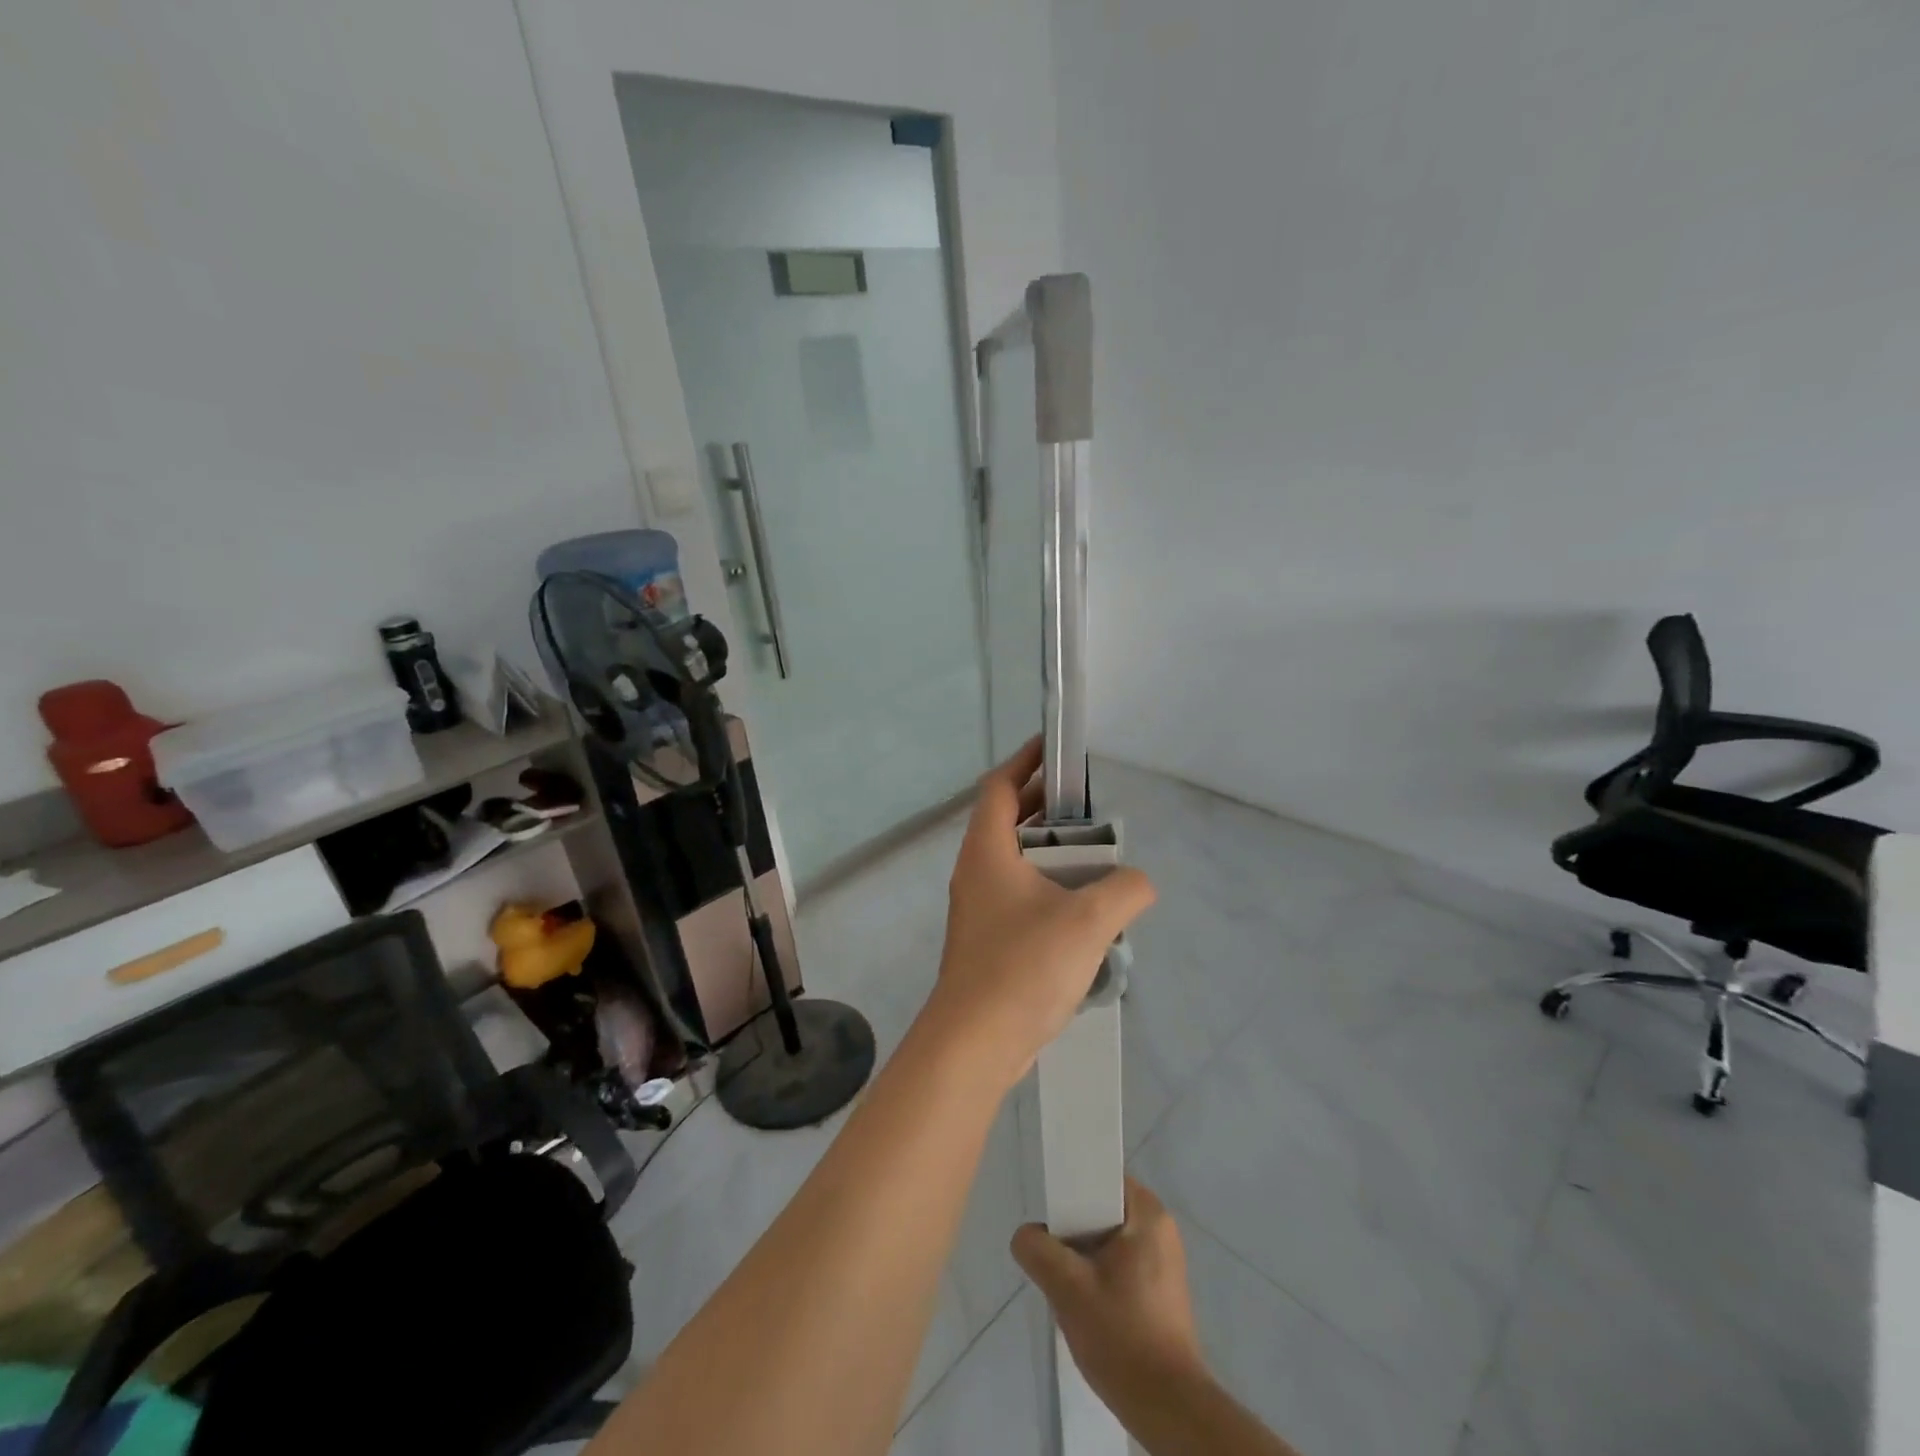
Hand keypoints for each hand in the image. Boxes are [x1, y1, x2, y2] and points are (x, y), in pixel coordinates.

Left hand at [924, 738, 1154, 1088]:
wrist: (974, 1043)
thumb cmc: (1023, 967)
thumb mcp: (1088, 921)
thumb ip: (1124, 890)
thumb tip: (1139, 882)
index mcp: (987, 851)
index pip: (1000, 787)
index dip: (1025, 761)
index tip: (1054, 748)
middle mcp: (975, 872)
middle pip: (1007, 821)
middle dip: (1045, 807)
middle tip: (1088, 805)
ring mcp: (977, 908)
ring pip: (1013, 862)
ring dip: (1049, 853)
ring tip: (1095, 859)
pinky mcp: (985, 940)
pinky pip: (1017, 896)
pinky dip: (1046, 888)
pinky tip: (1081, 912)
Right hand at [1011, 1179, 1207, 1406]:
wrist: (1168, 1408)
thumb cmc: (1121, 1335)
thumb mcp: (1068, 1288)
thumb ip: (1038, 1249)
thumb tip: (1026, 1235)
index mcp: (1147, 1212)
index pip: (1100, 1177)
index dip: (1070, 1189)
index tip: (1051, 1216)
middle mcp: (1160, 1227)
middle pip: (1101, 1209)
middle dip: (1073, 1231)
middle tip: (1054, 1258)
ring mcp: (1163, 1260)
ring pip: (1107, 1240)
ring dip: (1083, 1258)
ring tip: (1067, 1286)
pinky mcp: (1161, 1290)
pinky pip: (1120, 1264)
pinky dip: (1099, 1276)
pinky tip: (1086, 1307)